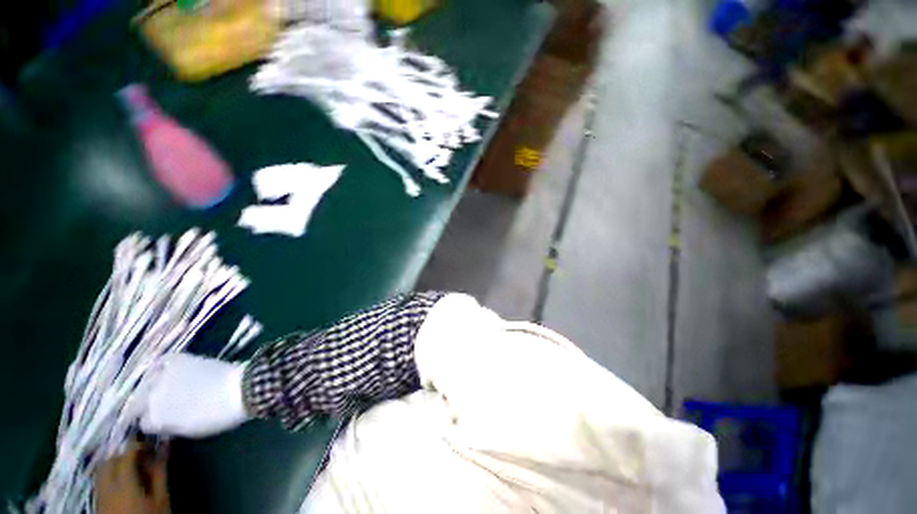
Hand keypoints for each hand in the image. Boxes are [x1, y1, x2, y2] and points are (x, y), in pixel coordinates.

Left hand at [95, 440, 168, 513]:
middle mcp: (108, 485)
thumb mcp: (160, 497)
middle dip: (125, 455)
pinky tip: (122, 483)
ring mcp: (100, 494)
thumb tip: (164, 448)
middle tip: (142, 458)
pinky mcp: (98, 501)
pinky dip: (111, 476)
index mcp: (124, 483)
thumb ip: (160, 473)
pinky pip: (101, 481)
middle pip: (111, 460)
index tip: (150, 444)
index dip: (137, 445)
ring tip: (132, 470)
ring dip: (116, 464)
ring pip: (102, 470)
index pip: (127, 455)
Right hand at [139, 354, 250, 437]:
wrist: (240, 389)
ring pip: (146, 382)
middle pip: (138, 402)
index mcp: (155, 419)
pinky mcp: (177, 359)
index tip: (160, 419)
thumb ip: (167, 425)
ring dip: (151, 385)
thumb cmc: (217, 416)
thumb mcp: (188, 430)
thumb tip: (159, 421)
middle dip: (146, 404)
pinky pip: (161, 361)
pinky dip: (161, 366)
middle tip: (160, 403)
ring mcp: (163, 376)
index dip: (153, 421)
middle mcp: (152, 397)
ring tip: (162, 387)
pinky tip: (166, 370)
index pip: (143, 422)